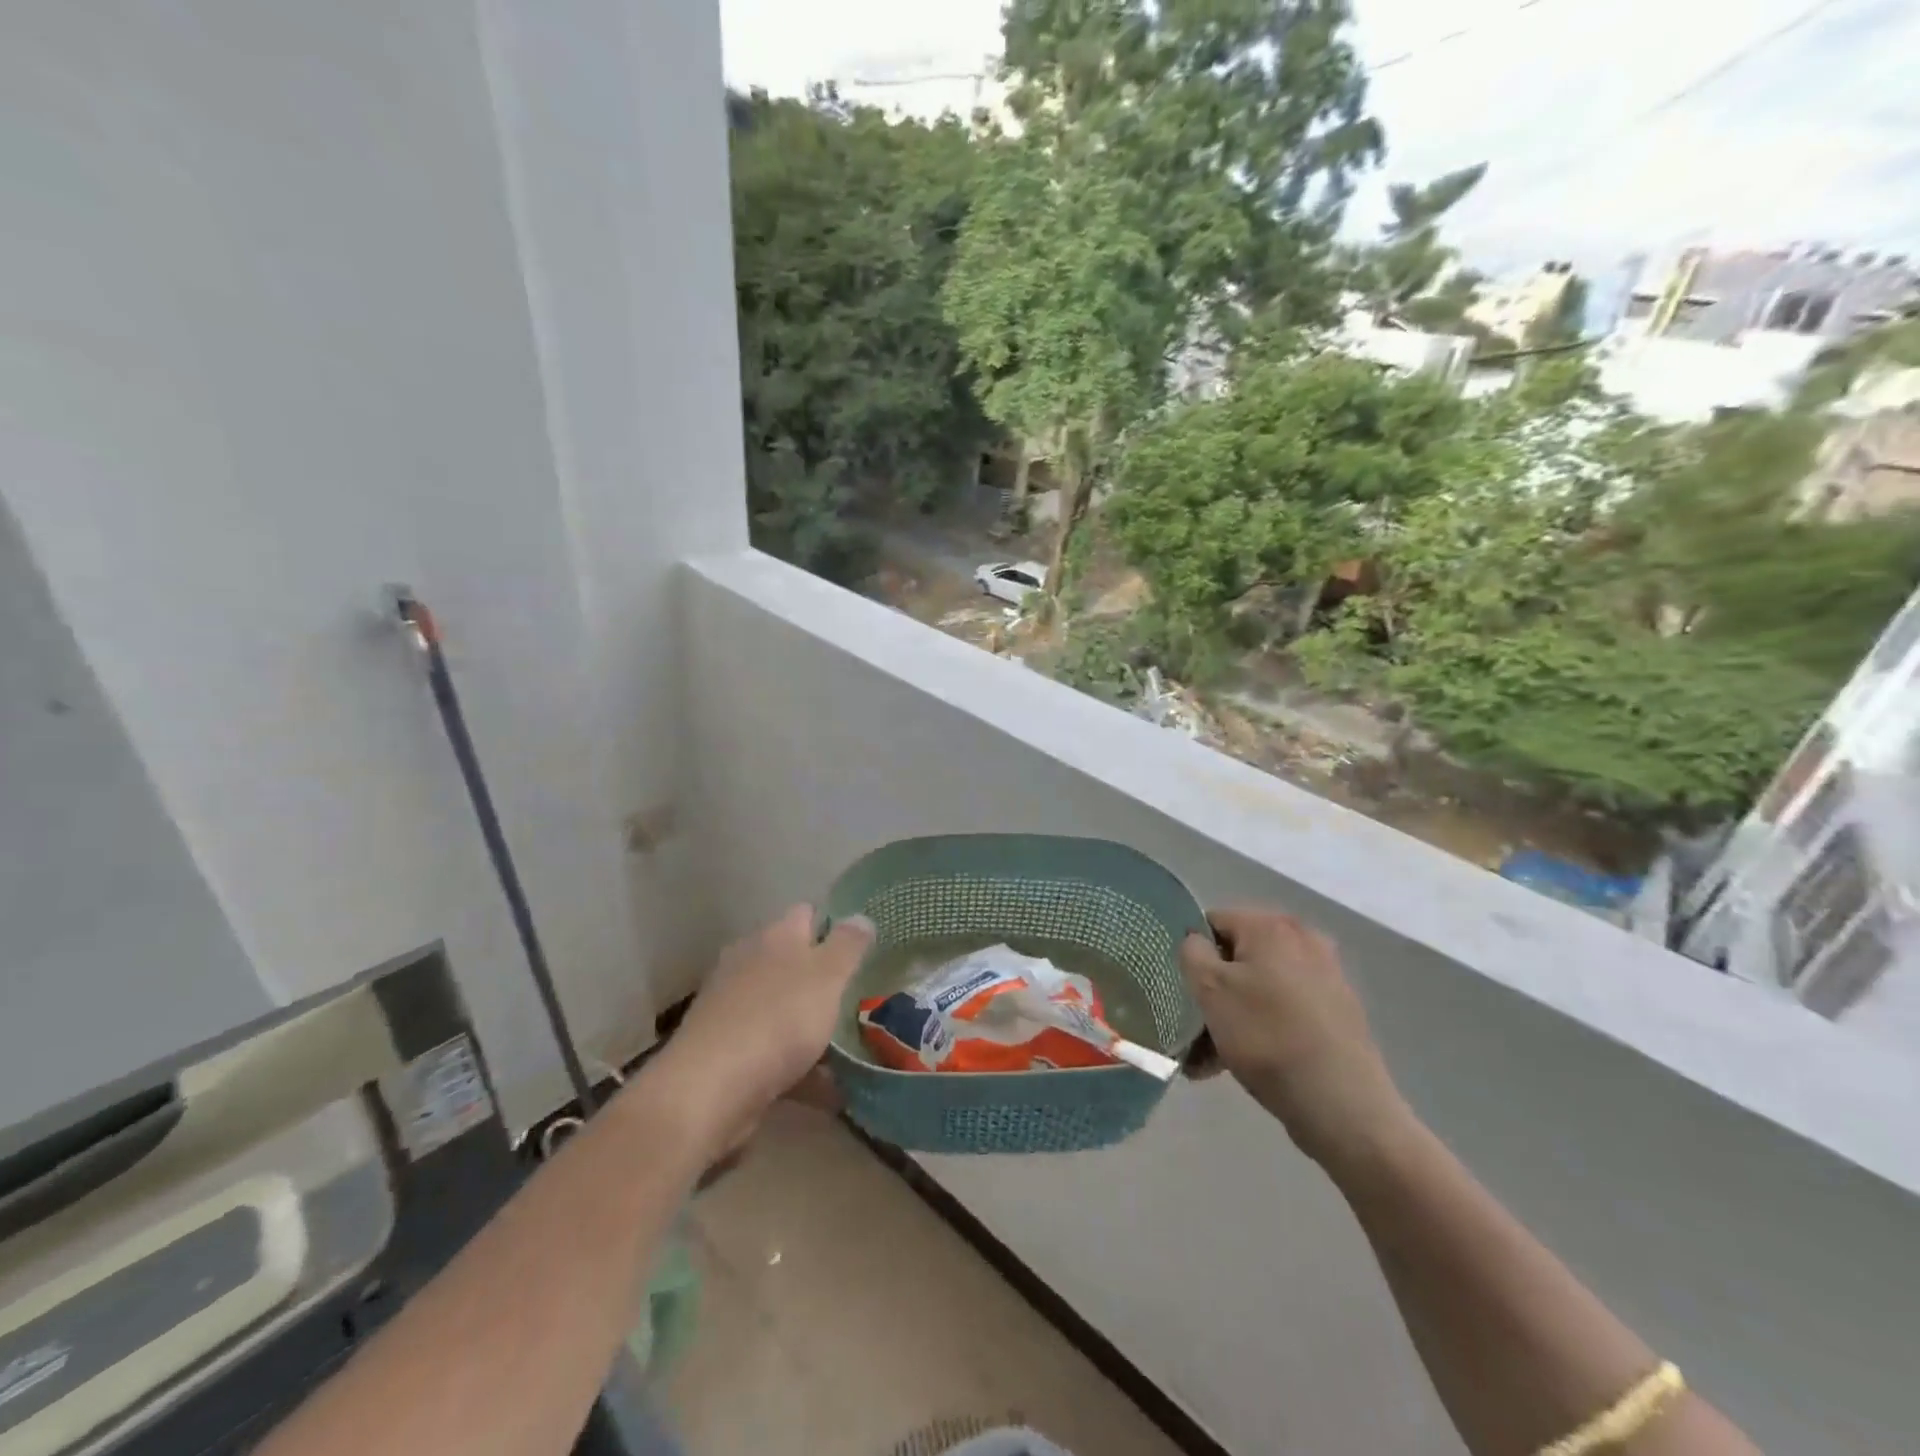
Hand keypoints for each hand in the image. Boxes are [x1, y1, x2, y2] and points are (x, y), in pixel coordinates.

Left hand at [657, 906, 873, 1137]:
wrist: (710, 1088)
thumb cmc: (778, 1019)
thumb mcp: (827, 976)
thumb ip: (848, 945)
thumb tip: (861, 916)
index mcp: (775, 937)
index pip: (806, 914)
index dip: (834, 924)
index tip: (862, 945)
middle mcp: (749, 963)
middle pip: (793, 961)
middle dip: (823, 978)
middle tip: (860, 995)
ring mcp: (733, 1007)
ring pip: (783, 1007)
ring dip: (811, 1024)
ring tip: (850, 1047)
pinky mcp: (726, 1049)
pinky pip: (773, 1050)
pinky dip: (798, 1065)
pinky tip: (828, 1089)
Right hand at [1179, 908, 1409, 1168]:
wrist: (1344, 1105)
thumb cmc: (1266, 1036)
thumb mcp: (1210, 989)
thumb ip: (1191, 952)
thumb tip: (1197, 942)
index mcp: (1271, 926)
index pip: (1212, 922)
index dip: (1192, 954)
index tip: (1183, 991)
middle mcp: (1303, 940)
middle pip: (1237, 957)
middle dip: (1211, 992)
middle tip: (1193, 1030)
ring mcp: (1325, 977)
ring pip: (1258, 988)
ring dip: (1230, 1016)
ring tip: (1208, 1061)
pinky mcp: (1337, 1013)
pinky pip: (1283, 1010)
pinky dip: (1260, 1029)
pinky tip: (1240, 1066)